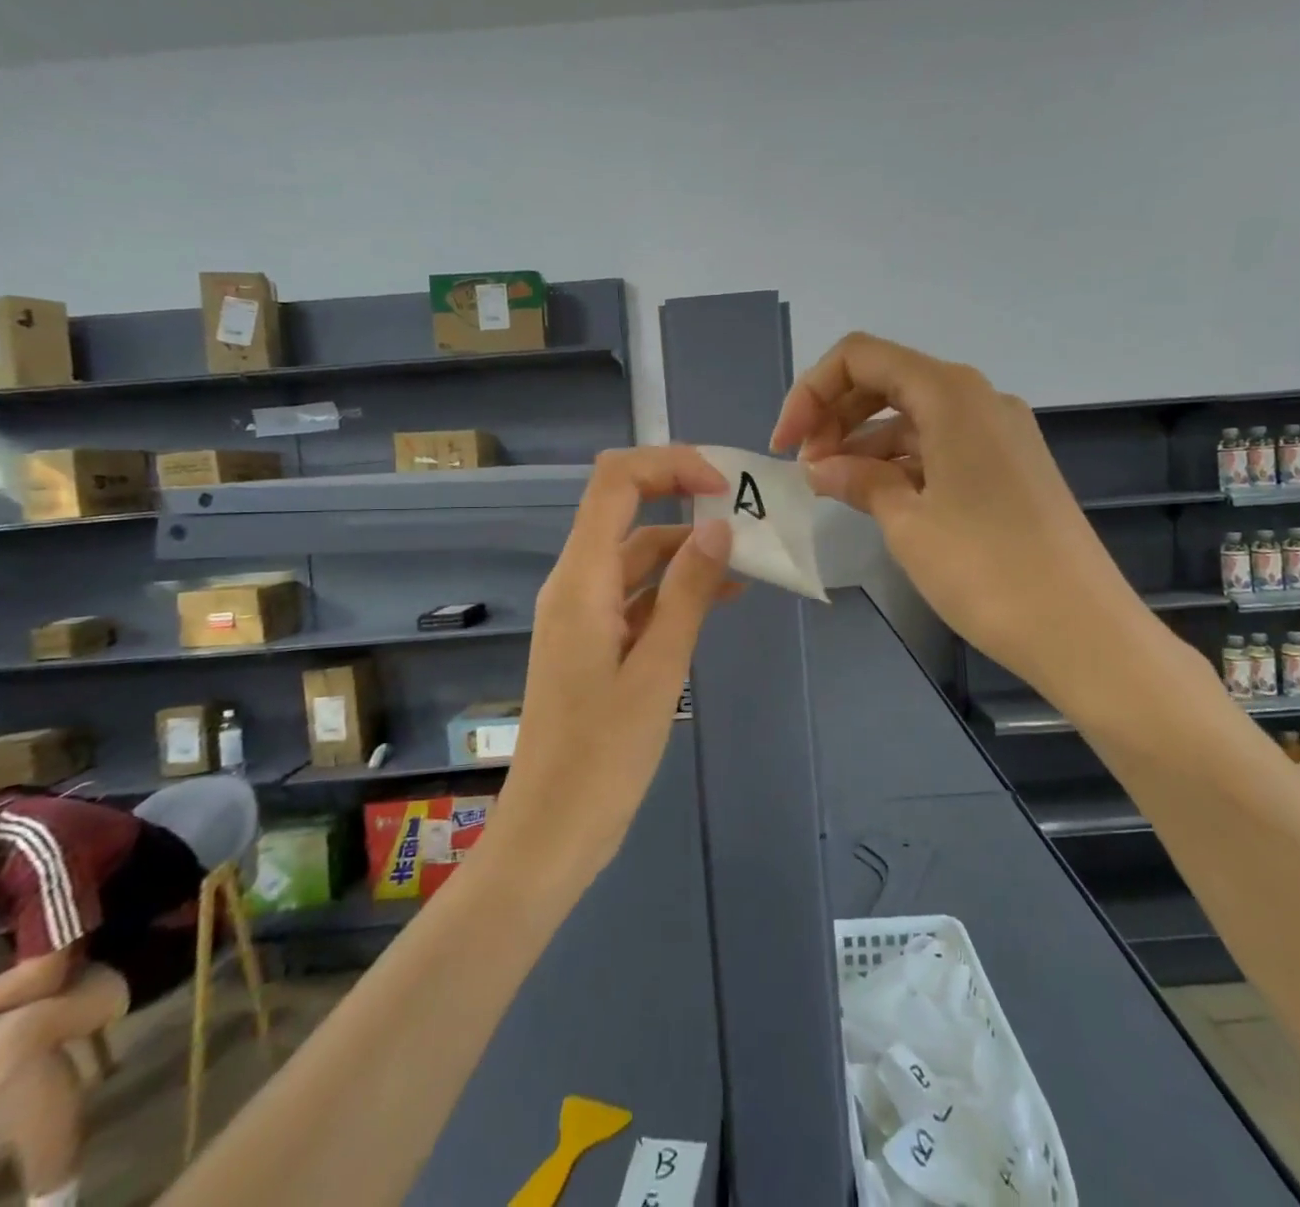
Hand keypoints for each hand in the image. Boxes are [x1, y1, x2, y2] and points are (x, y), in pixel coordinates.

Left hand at [498, 447, 735, 875]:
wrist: (552, 832)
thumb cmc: (603, 757)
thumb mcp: (658, 669)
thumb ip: (687, 592)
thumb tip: (718, 526)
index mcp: (580, 580)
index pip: (616, 483)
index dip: (670, 466)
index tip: (723, 487)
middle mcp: (575, 584)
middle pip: (626, 510)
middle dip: (685, 500)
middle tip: (746, 514)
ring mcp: (583, 613)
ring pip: (636, 554)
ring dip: (686, 549)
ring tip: (747, 558)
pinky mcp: (594, 641)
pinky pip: (636, 594)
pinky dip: (675, 587)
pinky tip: (719, 597)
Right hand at [771, 332, 1150, 688]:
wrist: (1082, 629)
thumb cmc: (985, 570)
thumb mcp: (907, 522)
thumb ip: (859, 480)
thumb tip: (821, 467)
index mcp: (951, 393)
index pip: (861, 357)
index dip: (811, 392)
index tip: (786, 445)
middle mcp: (978, 398)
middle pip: (888, 379)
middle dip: (836, 414)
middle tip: (806, 467)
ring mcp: (999, 432)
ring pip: (914, 414)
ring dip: (865, 440)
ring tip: (832, 486)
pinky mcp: (1009, 465)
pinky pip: (941, 444)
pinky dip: (901, 461)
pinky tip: (876, 495)